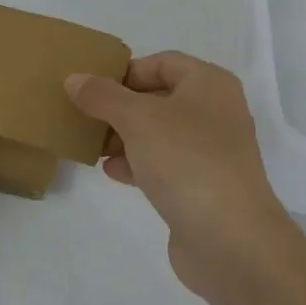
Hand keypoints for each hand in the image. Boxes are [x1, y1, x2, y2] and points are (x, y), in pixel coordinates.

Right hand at [66, 53, 298, 302]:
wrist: (231, 241)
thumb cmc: (186, 161)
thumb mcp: (136, 119)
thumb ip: (102, 96)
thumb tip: (75, 79)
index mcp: (209, 84)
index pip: (162, 63)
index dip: (126, 71)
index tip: (93, 89)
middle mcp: (215, 112)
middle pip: (158, 98)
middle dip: (120, 107)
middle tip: (85, 116)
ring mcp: (211, 152)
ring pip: (159, 133)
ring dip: (124, 137)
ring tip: (92, 145)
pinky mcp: (203, 187)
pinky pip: (164, 165)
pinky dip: (137, 164)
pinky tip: (111, 172)